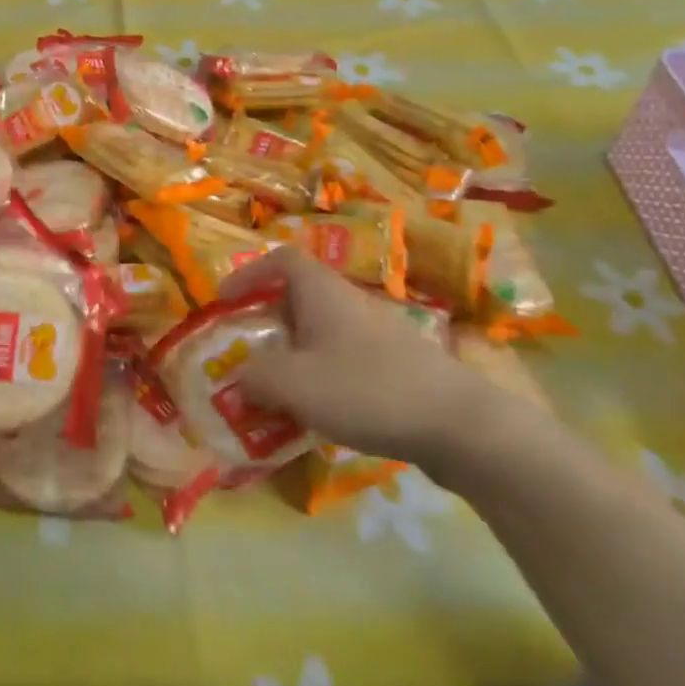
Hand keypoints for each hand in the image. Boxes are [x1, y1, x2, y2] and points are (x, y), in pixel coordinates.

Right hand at [221, 248, 526, 474]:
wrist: (459, 426)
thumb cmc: (367, 390)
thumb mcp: (295, 385)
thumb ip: (255, 377)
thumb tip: (237, 378)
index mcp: (322, 293)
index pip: (281, 259)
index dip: (249, 273)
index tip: (225, 301)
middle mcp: (348, 303)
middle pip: (297, 297)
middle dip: (265, 321)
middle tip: (243, 351)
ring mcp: (375, 334)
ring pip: (319, 332)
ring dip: (290, 353)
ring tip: (272, 388)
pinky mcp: (394, 366)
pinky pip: (341, 359)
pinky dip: (318, 376)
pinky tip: (315, 412)